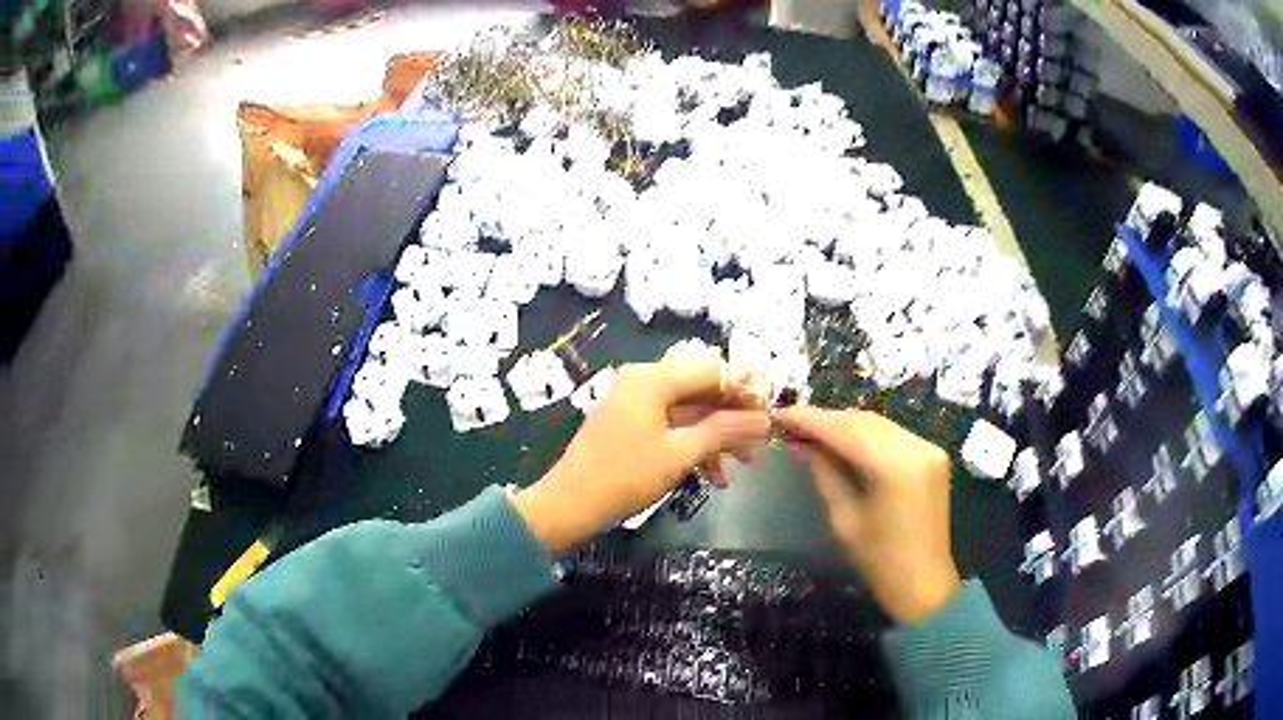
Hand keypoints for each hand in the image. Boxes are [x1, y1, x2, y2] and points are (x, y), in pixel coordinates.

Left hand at [512, 345, 770, 555]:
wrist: (570, 504)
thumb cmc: (625, 476)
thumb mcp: (680, 454)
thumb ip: (724, 431)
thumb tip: (764, 420)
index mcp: (653, 379)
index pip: (713, 369)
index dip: (746, 390)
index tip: (769, 415)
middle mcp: (644, 381)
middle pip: (702, 389)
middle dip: (733, 419)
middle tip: (758, 446)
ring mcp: (636, 402)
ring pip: (690, 411)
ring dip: (717, 436)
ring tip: (740, 468)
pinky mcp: (631, 423)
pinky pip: (672, 425)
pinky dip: (694, 445)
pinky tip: (712, 476)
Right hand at [773, 406, 960, 624]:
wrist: (924, 583)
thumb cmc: (879, 561)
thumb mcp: (844, 519)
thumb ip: (825, 473)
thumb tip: (801, 443)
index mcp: (894, 466)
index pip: (844, 430)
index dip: (809, 419)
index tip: (778, 415)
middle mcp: (915, 446)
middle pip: (862, 420)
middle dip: (825, 420)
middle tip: (790, 424)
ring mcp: (928, 448)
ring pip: (877, 423)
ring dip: (844, 425)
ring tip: (811, 432)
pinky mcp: (932, 455)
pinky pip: (892, 435)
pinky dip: (865, 435)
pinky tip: (843, 442)